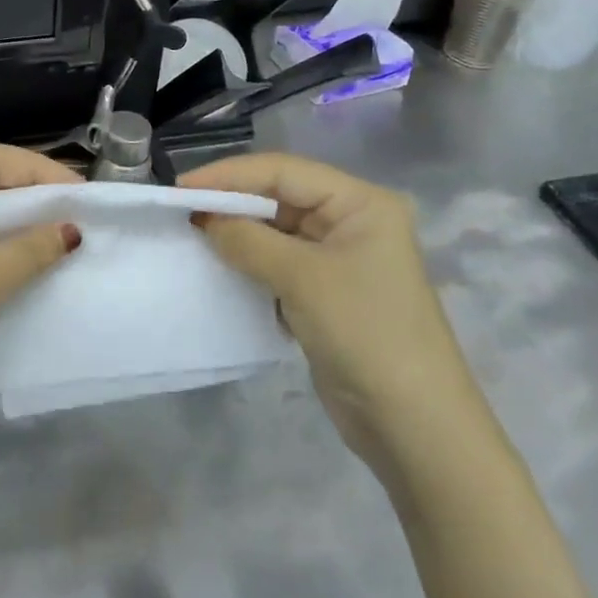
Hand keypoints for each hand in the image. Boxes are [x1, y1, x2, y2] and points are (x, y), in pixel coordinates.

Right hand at [180, 153, 468, 467]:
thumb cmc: (366, 333)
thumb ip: (248, 241)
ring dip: (239, 235)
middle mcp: (352, 221)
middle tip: (182, 212)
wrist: (415, 427)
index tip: (182, 188)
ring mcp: (340, 259)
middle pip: (281, 197)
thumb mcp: (303, 279)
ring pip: (277, 232)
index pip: (284, 171)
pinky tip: (220, 269)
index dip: (231, 175)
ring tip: (193, 237)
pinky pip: (280, 264)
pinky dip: (251, 264)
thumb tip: (204, 220)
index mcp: (360, 203)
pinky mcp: (327, 293)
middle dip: (233, 203)